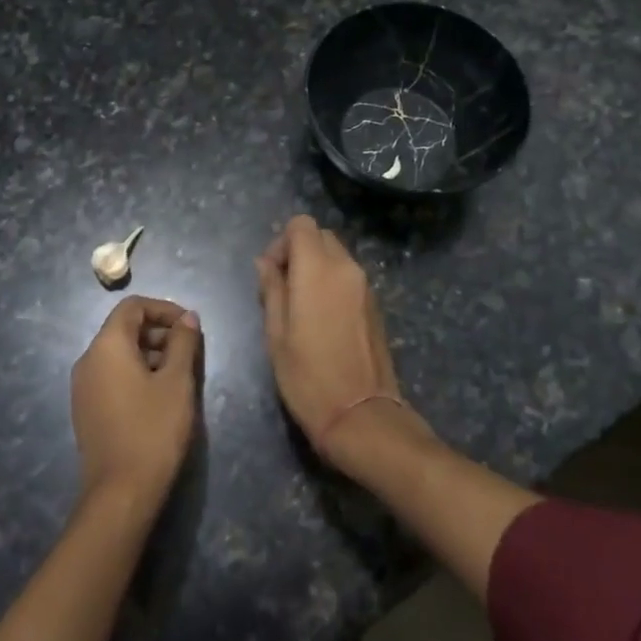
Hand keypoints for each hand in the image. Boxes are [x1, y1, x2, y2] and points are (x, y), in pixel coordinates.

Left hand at [71, 297, 200, 505]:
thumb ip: (183, 343)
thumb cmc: (153, 430)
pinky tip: (160, 395)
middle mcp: (88, 360)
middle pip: (124, 328)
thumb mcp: (177, 382)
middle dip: (159, 332)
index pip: (132, 307)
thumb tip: (188, 318)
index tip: (190, 326)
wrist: (120, 493)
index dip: (164, 308)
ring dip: (150, 353)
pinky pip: (112, 376)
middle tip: (190, 351)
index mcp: (106, 346)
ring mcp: (83, 387)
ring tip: (180, 374)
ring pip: (119, 354)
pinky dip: (136, 373)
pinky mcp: (86, 409)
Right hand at [254, 216, 418, 469]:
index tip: (271, 273)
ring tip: (300, 306)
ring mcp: (365, 286)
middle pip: (321, 236)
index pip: (301, 224)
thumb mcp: (276, 334)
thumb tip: (265, 263)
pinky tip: (321, 318)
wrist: (361, 415)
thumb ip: (272, 289)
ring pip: (337, 255)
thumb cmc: (307, 376)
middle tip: (282, 288)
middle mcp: (346, 268)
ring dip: (316, 267)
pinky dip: (332, 282)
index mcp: (318, 269)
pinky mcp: (375, 304)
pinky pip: (349, 276)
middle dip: (298, 251)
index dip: (281, 242)